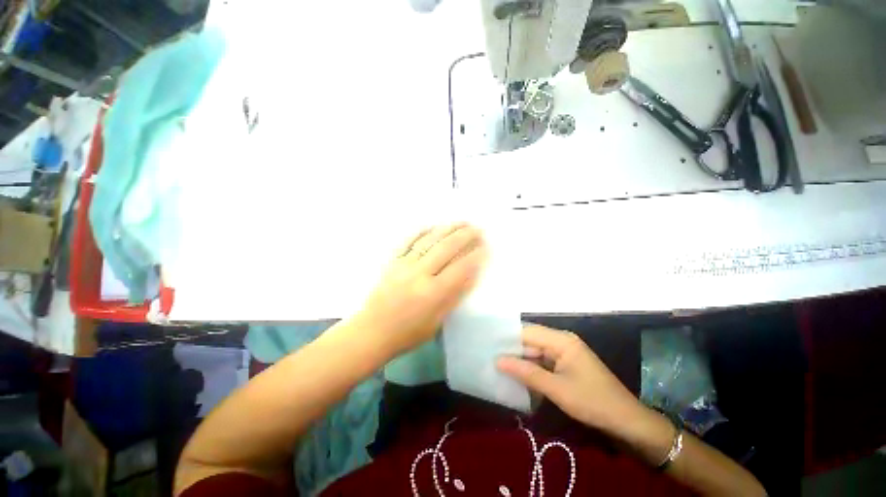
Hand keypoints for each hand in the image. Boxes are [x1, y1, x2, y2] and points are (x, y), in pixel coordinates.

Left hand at [352, 223, 487, 356]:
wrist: (372, 331)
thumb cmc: (407, 333)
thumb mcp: (436, 322)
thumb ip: (453, 297)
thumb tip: (470, 276)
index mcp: (432, 293)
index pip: (460, 269)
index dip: (475, 256)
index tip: (485, 246)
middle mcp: (419, 274)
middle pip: (446, 249)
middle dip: (465, 236)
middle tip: (478, 228)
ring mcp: (404, 265)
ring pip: (429, 241)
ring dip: (447, 229)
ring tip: (461, 222)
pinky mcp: (392, 261)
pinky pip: (408, 241)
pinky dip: (421, 231)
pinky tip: (432, 225)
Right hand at [497, 325, 645, 436]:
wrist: (627, 422)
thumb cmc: (593, 402)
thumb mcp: (557, 389)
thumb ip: (526, 373)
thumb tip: (498, 360)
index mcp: (561, 340)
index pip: (527, 331)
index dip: (507, 337)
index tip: (488, 344)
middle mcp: (561, 341)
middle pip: (530, 340)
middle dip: (512, 349)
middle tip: (489, 356)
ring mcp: (564, 353)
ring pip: (535, 351)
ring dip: (520, 359)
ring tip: (497, 364)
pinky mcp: (565, 365)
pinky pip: (542, 361)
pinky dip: (530, 368)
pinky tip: (516, 374)